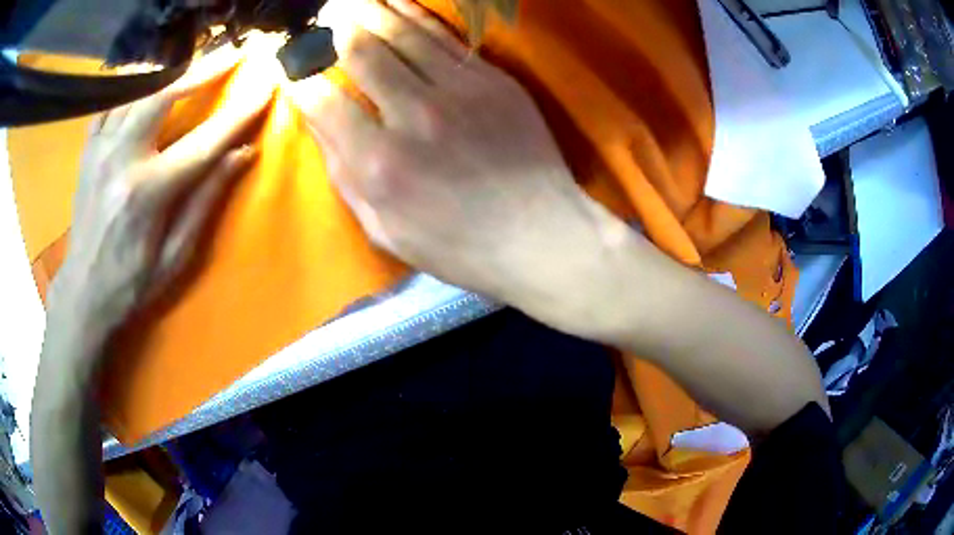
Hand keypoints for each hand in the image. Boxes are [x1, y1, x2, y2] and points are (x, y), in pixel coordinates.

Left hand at [49, 49, 271, 347]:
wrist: (83, 293)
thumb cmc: (132, 283)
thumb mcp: (176, 255)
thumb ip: (205, 199)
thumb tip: (242, 154)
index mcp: (147, 193)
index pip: (204, 141)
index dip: (239, 112)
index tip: (266, 86)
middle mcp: (121, 160)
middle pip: (164, 95)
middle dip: (204, 69)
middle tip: (233, 53)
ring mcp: (100, 150)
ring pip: (136, 90)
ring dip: (170, 71)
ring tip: (195, 60)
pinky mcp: (88, 150)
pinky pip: (111, 102)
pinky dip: (132, 85)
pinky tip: (147, 81)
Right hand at [291, 0, 628, 329]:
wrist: (540, 236)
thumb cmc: (458, 246)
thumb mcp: (385, 229)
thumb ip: (344, 173)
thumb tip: (316, 120)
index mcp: (378, 164)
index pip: (322, 100)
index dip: (301, 79)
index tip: (293, 69)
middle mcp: (413, 115)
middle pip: (360, 53)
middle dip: (333, 32)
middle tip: (321, 19)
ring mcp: (458, 91)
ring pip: (401, 34)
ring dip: (370, 11)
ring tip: (349, 1)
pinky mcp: (492, 80)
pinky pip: (445, 37)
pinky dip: (414, 15)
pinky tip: (395, 3)